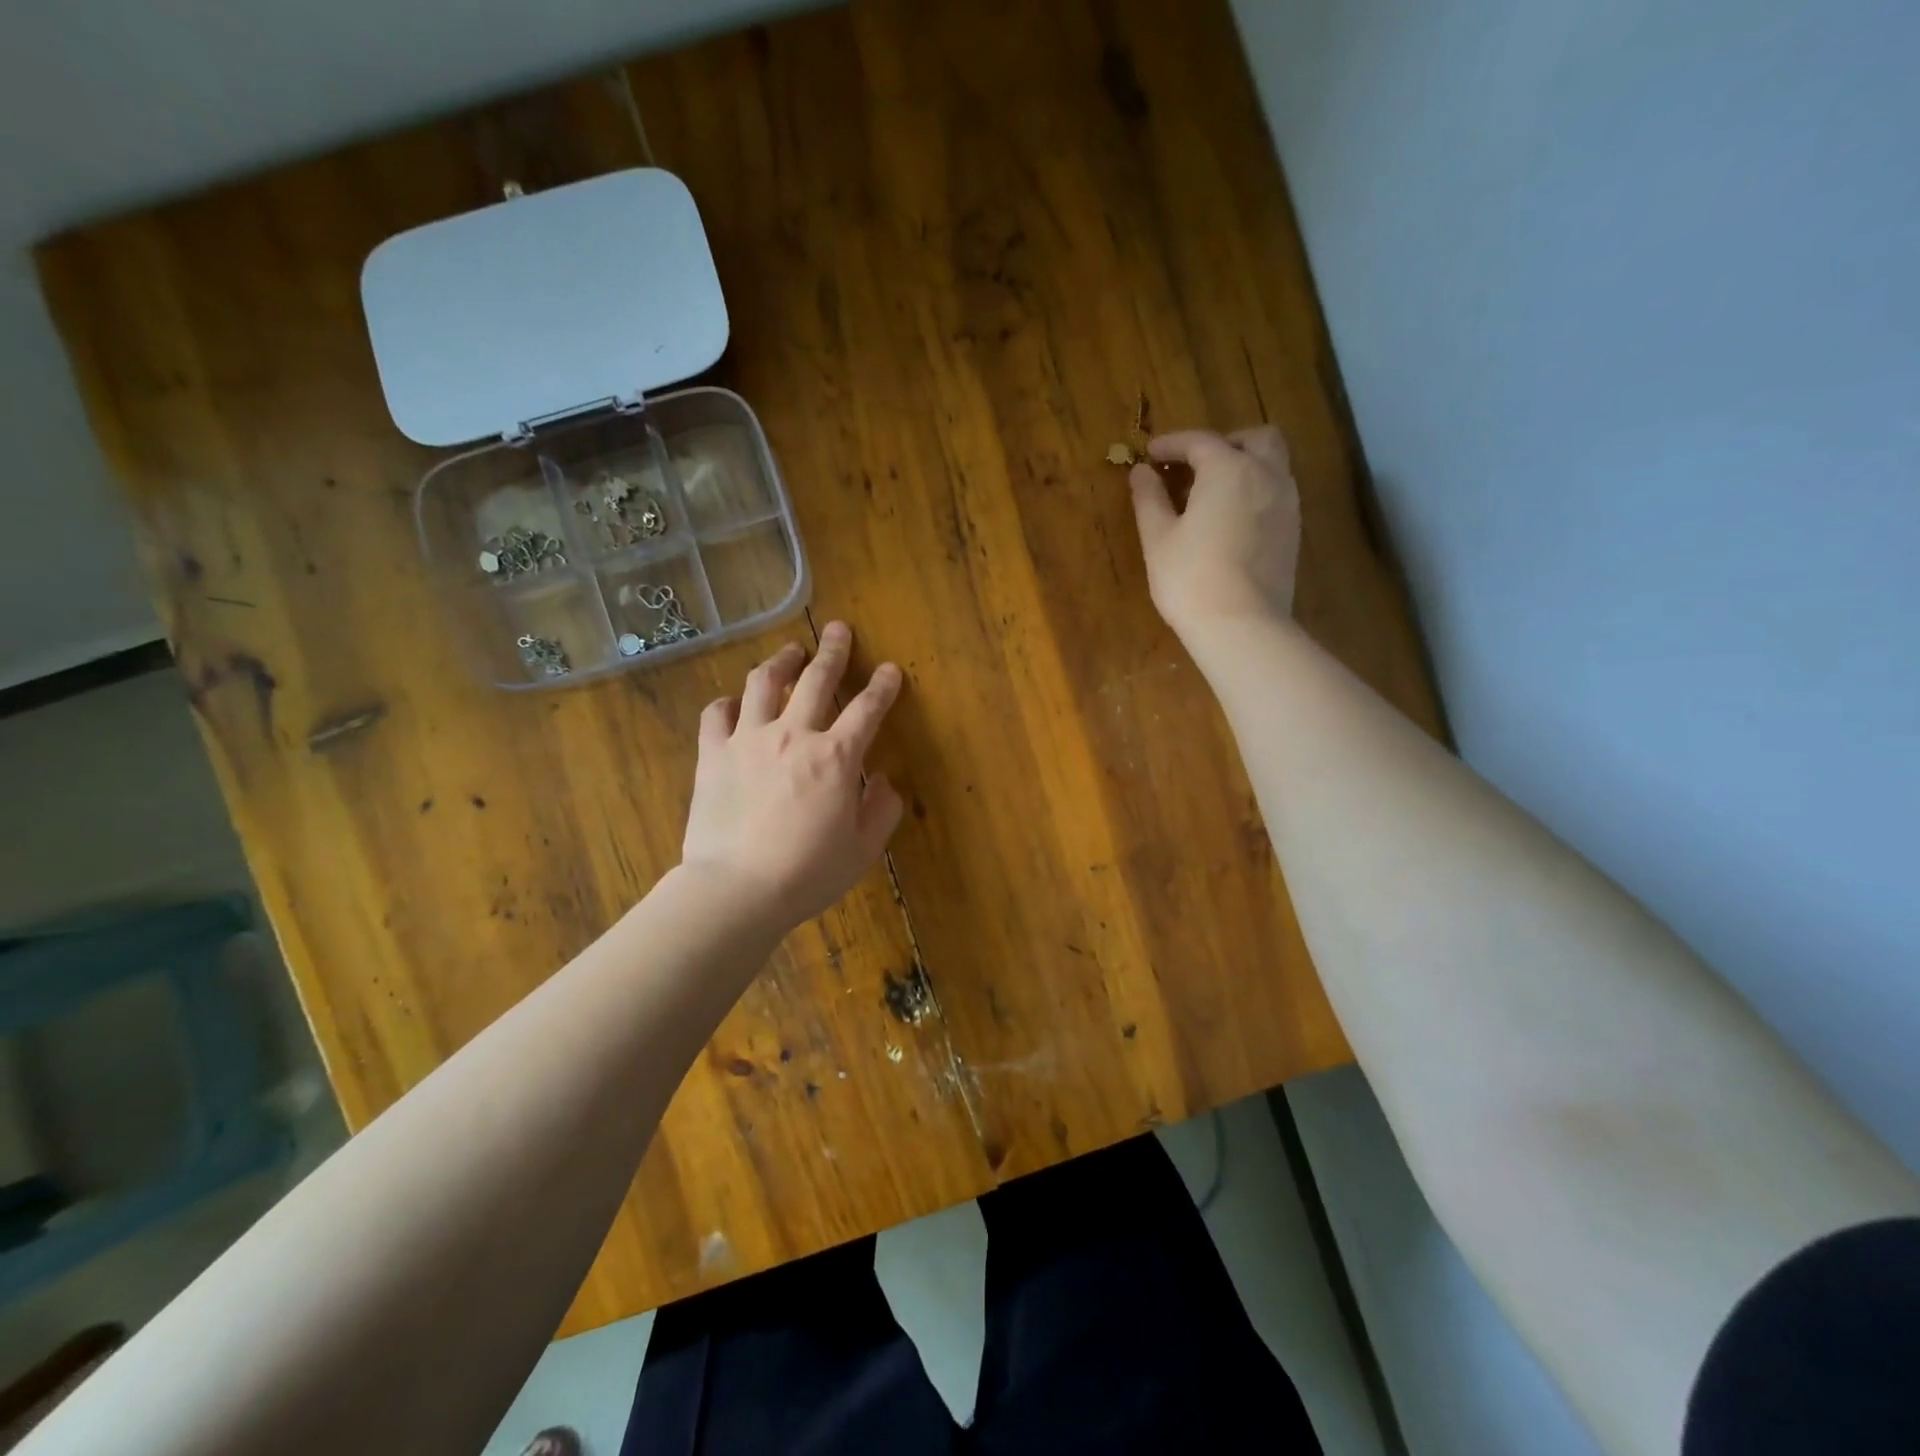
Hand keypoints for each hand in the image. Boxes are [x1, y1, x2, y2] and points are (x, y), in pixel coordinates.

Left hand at [681, 622, 904, 929]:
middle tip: (838, 629)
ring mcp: (748, 740)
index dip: (883, 686)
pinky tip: (734, 703)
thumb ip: (881, 809)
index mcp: (837, 757)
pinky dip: (728, 704)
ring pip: (764, 684)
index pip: (867, 709)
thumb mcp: (863, 849)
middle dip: (833, 651)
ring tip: (790, 654)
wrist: (736, 890)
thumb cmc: (808, 873)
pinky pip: (717, 715)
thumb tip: (882, 781)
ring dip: (781, 663)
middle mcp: (794, 735)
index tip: (890, 669)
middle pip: (817, 680)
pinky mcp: (712, 754)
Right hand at [1129, 426, 1300, 635]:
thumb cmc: (1190, 578)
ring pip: (1273, 464)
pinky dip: (1255, 490)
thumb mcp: (1158, 538)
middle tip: (1195, 465)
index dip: (1172, 444)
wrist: (1242, 625)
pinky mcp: (1293, 531)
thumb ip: (1149, 498)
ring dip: (1245, 465)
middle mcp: (1266, 475)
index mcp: (1229, 469)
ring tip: (1213, 492)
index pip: (1200, 441)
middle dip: (1224, 442)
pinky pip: (1277, 493)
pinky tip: (1232, 518)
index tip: (1150, 454)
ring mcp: (1286, 503)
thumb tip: (1141, 472)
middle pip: (1254, 438)